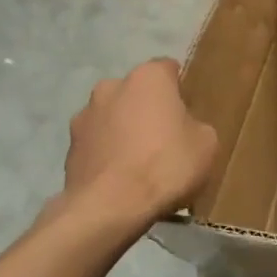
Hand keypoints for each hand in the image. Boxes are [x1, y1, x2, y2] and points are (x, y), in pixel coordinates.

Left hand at [63, 59, 217, 222]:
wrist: (110, 207)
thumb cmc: (166, 165)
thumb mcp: (207, 144)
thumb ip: (196, 125)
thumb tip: (184, 128)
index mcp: (148, 78)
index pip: (168, 69)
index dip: (181, 89)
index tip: (189, 111)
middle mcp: (111, 87)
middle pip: (137, 93)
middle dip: (149, 109)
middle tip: (166, 138)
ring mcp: (84, 116)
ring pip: (113, 117)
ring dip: (125, 131)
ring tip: (140, 164)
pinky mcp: (69, 147)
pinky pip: (98, 144)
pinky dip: (109, 154)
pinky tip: (122, 179)